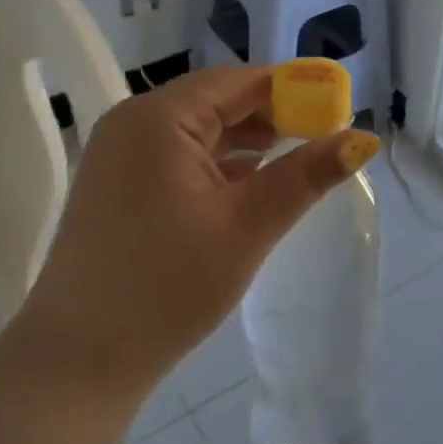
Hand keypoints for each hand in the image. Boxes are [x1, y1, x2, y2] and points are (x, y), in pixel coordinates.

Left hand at [13, 66, 380, 405]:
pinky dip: (217, 163)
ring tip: (294, 159)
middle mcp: (133, 122)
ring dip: (246, 140)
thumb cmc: (168, 286)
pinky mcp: (117, 184)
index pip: (241, 82)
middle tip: (323, 139)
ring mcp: (119, 154)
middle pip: (217, 100)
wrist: (78, 361)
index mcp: (158, 117)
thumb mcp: (248, 226)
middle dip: (272, 116)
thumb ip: (306, 175)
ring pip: (198, 129)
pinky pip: (177, 155)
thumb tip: (364, 138)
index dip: (294, 91)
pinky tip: (247, 183)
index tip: (339, 110)